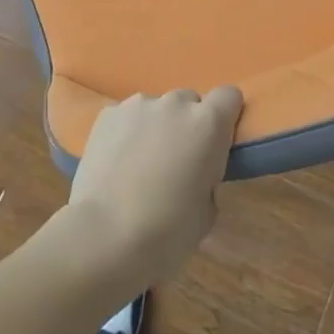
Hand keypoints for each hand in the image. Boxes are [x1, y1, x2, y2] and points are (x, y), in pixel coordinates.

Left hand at [67, 87, 243, 288]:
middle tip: (176, 162)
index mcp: (208, 123)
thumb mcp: (207, 212)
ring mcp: (137, 105)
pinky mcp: (107, 114)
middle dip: (187, 125)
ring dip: (156, 128)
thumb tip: (194, 175)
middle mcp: (175, 104)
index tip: (217, 143)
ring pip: (156, 109)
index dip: (225, 117)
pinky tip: (116, 164)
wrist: (104, 236)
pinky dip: (126, 134)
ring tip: (140, 165)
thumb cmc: (167, 231)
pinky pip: (126, 118)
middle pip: (189, 102)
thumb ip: (208, 179)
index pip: (229, 96)